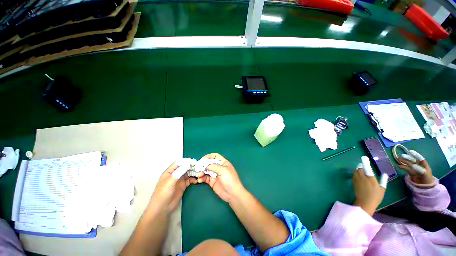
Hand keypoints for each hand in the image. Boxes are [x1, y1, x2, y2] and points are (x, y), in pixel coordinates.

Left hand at [150, 162, 196, 212]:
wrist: (162, 208)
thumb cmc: (163, 193)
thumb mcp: (170, 181)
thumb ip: (179, 172)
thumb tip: (188, 164)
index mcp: (170, 172)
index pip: (178, 163)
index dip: (186, 161)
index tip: (194, 161)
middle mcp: (175, 174)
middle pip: (184, 167)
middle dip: (191, 166)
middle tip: (199, 167)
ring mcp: (179, 180)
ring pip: (188, 173)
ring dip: (193, 172)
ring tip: (199, 173)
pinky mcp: (183, 186)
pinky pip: (189, 180)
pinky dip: (193, 179)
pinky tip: (197, 180)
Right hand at [197, 153, 244, 202]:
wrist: (232, 194)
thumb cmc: (230, 179)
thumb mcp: (223, 170)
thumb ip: (214, 166)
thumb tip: (206, 165)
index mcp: (223, 163)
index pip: (216, 156)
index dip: (209, 156)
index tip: (202, 159)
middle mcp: (219, 167)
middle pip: (209, 163)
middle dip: (203, 165)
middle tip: (198, 167)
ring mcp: (215, 174)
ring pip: (206, 171)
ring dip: (201, 172)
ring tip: (199, 175)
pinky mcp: (212, 181)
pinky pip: (205, 178)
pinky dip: (202, 178)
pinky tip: (199, 180)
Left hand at [353, 157, 385, 215]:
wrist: (364, 203)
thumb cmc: (375, 197)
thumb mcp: (382, 189)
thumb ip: (383, 181)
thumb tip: (385, 174)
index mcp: (370, 178)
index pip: (367, 168)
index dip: (365, 162)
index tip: (364, 157)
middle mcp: (362, 177)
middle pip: (359, 168)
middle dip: (361, 166)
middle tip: (365, 166)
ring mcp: (356, 179)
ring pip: (356, 171)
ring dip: (358, 169)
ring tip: (362, 171)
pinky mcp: (353, 182)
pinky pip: (354, 175)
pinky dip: (356, 173)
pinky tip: (359, 176)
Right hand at [397, 150, 433, 184]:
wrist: (425, 186)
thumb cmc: (427, 179)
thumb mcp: (424, 174)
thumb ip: (419, 169)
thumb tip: (412, 165)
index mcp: (423, 164)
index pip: (419, 158)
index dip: (415, 155)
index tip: (410, 151)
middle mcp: (419, 165)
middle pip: (412, 160)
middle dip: (407, 157)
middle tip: (401, 155)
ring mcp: (414, 169)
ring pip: (408, 163)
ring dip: (403, 161)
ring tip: (398, 158)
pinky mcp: (411, 172)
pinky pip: (406, 168)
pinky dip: (402, 167)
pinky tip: (399, 165)